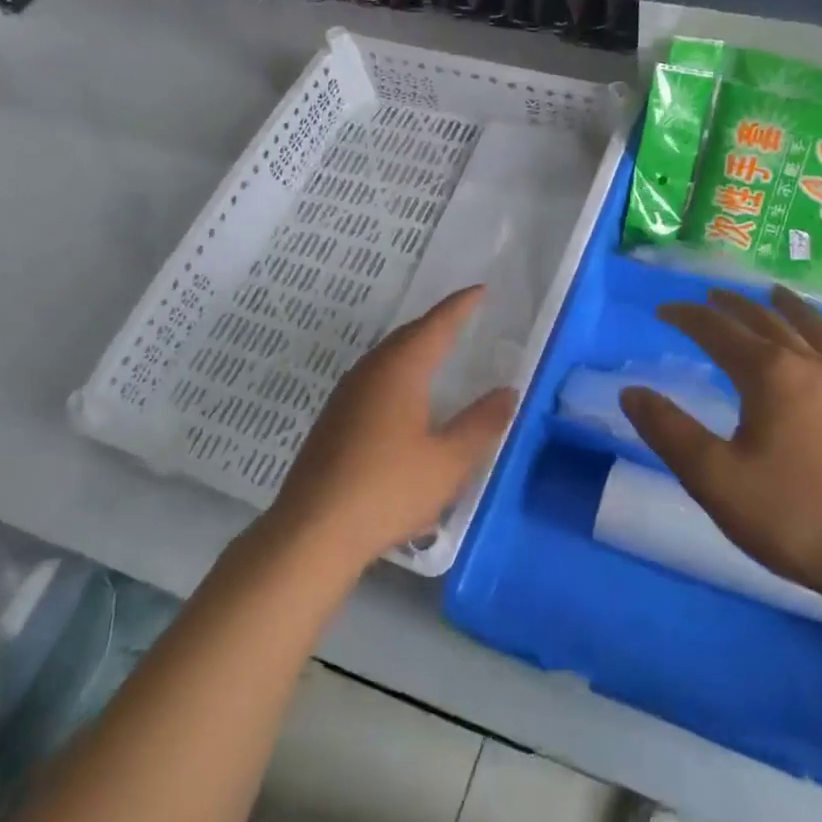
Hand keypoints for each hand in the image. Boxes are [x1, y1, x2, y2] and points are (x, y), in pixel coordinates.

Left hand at [266, 286, 515, 572]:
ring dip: (414, 349)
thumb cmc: (389, 490)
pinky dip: (398, 374)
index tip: (480, 291)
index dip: (459, 307)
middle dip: (436, 325)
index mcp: (399, 371)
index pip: (435, 326)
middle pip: (406, 337)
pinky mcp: (332, 421)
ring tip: (438, 353)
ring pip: (386, 358)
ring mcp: (345, 396)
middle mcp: (368, 373)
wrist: (314, 530)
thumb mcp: (449, 461)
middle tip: (463, 319)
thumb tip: (508, 391)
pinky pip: (373, 380)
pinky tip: (404, 398)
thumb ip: (482, 423)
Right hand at [619, 286, 821, 622]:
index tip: (662, 310)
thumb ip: (668, 431)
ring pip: (818, 331)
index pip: (720, 331)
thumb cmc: (794, 517)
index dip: (688, 317)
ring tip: (775, 294)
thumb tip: (631, 391)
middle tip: (709, 297)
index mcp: (772, 376)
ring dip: (790, 308)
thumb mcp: (714, 479)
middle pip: (768, 321)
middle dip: (734, 306)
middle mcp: (814, 367)